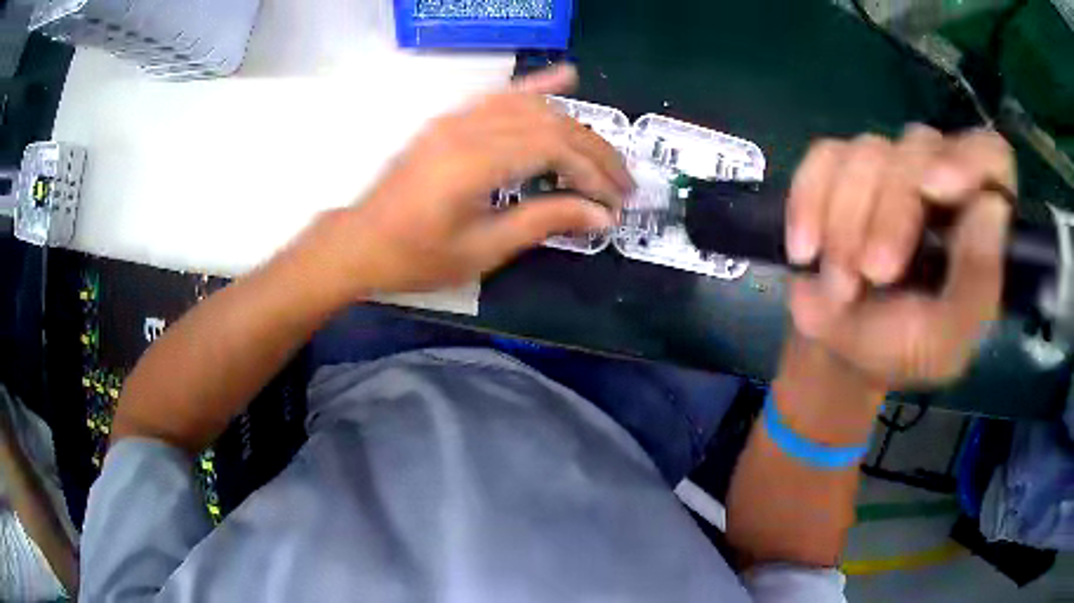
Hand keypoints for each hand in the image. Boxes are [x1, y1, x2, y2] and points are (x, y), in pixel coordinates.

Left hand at [308, 64, 631, 294]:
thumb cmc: (416, 256)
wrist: (361, 242)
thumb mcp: (483, 250)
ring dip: (576, 126)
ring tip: (604, 153)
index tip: (616, 202)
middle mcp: (470, 129)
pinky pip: (500, 95)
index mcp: (475, 162)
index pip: (555, 150)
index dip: (594, 173)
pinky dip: (536, 86)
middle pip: (551, 124)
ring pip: (532, 107)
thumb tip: (600, 216)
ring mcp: (458, 119)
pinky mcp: (451, 121)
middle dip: (595, 152)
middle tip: (623, 183)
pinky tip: (566, 76)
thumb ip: (544, 222)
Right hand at [785, 126, 1013, 387]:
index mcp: (974, 220)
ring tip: (840, 286)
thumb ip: (978, 285)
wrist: (837, 351)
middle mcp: (936, 179)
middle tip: (872, 273)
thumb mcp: (945, 340)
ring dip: (847, 222)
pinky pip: (823, 158)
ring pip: (868, 151)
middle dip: (891, 213)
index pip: (991, 157)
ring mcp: (887, 168)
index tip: (934, 188)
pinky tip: (806, 250)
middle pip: (919, 148)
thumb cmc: (899, 351)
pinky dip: (810, 202)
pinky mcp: (838, 168)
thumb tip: (992, 206)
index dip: (969, 159)